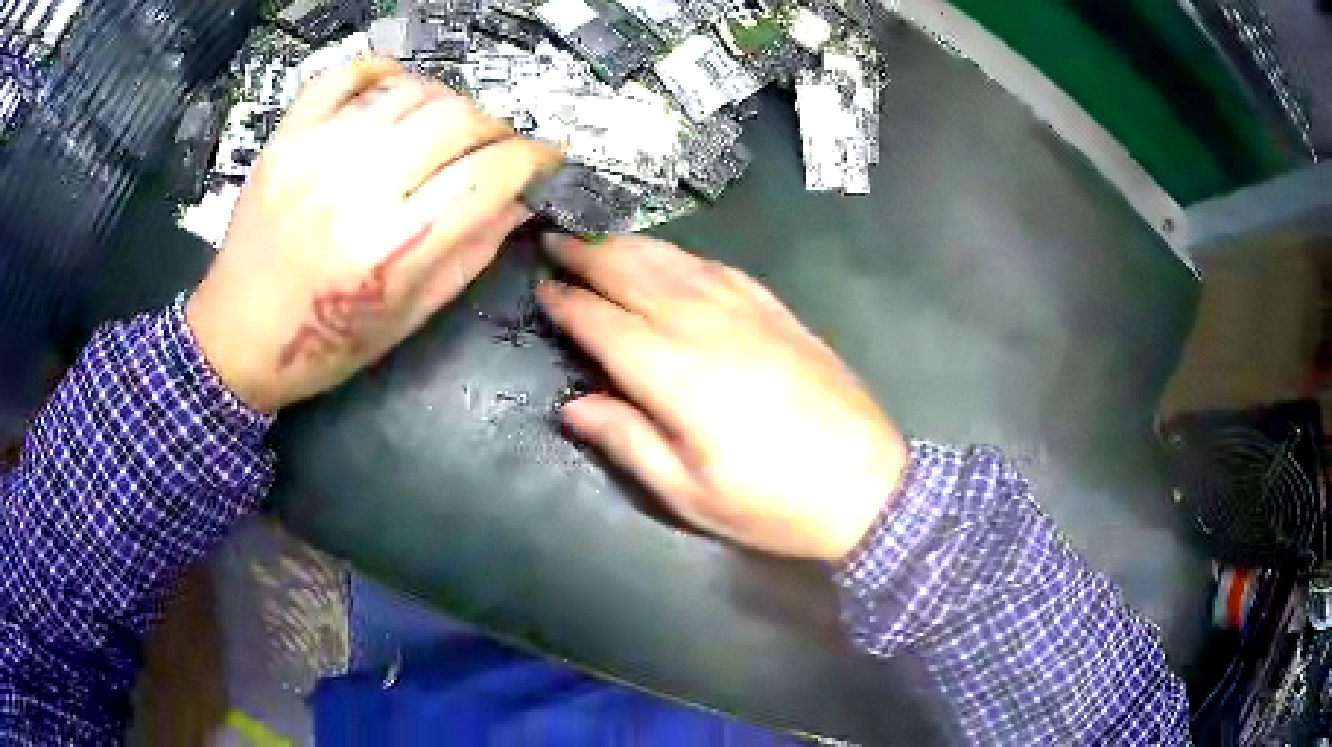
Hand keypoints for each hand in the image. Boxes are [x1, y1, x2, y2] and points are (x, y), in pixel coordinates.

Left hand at [186, 59, 560, 411]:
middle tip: (495, 145)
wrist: (237, 339)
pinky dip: (381, 72)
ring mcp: (315, 155)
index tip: (546, 156)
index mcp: (392, 251)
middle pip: (458, 120)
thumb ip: (471, 253)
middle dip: (496, 127)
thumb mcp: (409, 318)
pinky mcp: (285, 138)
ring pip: (412, 91)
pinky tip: (394, 91)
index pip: (489, 175)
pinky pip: (345, 74)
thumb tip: (519, 198)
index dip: (534, 157)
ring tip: (445, 127)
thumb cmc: (325, 345)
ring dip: (447, 101)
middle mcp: (356, 191)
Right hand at [538, 235, 908, 561]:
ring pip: (675, 262)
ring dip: (631, 245)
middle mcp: (705, 327)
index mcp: (675, 374)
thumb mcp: (688, 493)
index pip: (603, 323)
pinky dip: (685, 255)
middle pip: (634, 275)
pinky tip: (671, 255)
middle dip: (589, 254)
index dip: (568, 303)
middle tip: (556, 239)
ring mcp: (747, 312)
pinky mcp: (778, 312)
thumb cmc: (772, 502)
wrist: (866, 486)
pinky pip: (720, 268)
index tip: (542, 288)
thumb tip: (572, 405)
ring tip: (599, 235)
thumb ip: (626, 441)